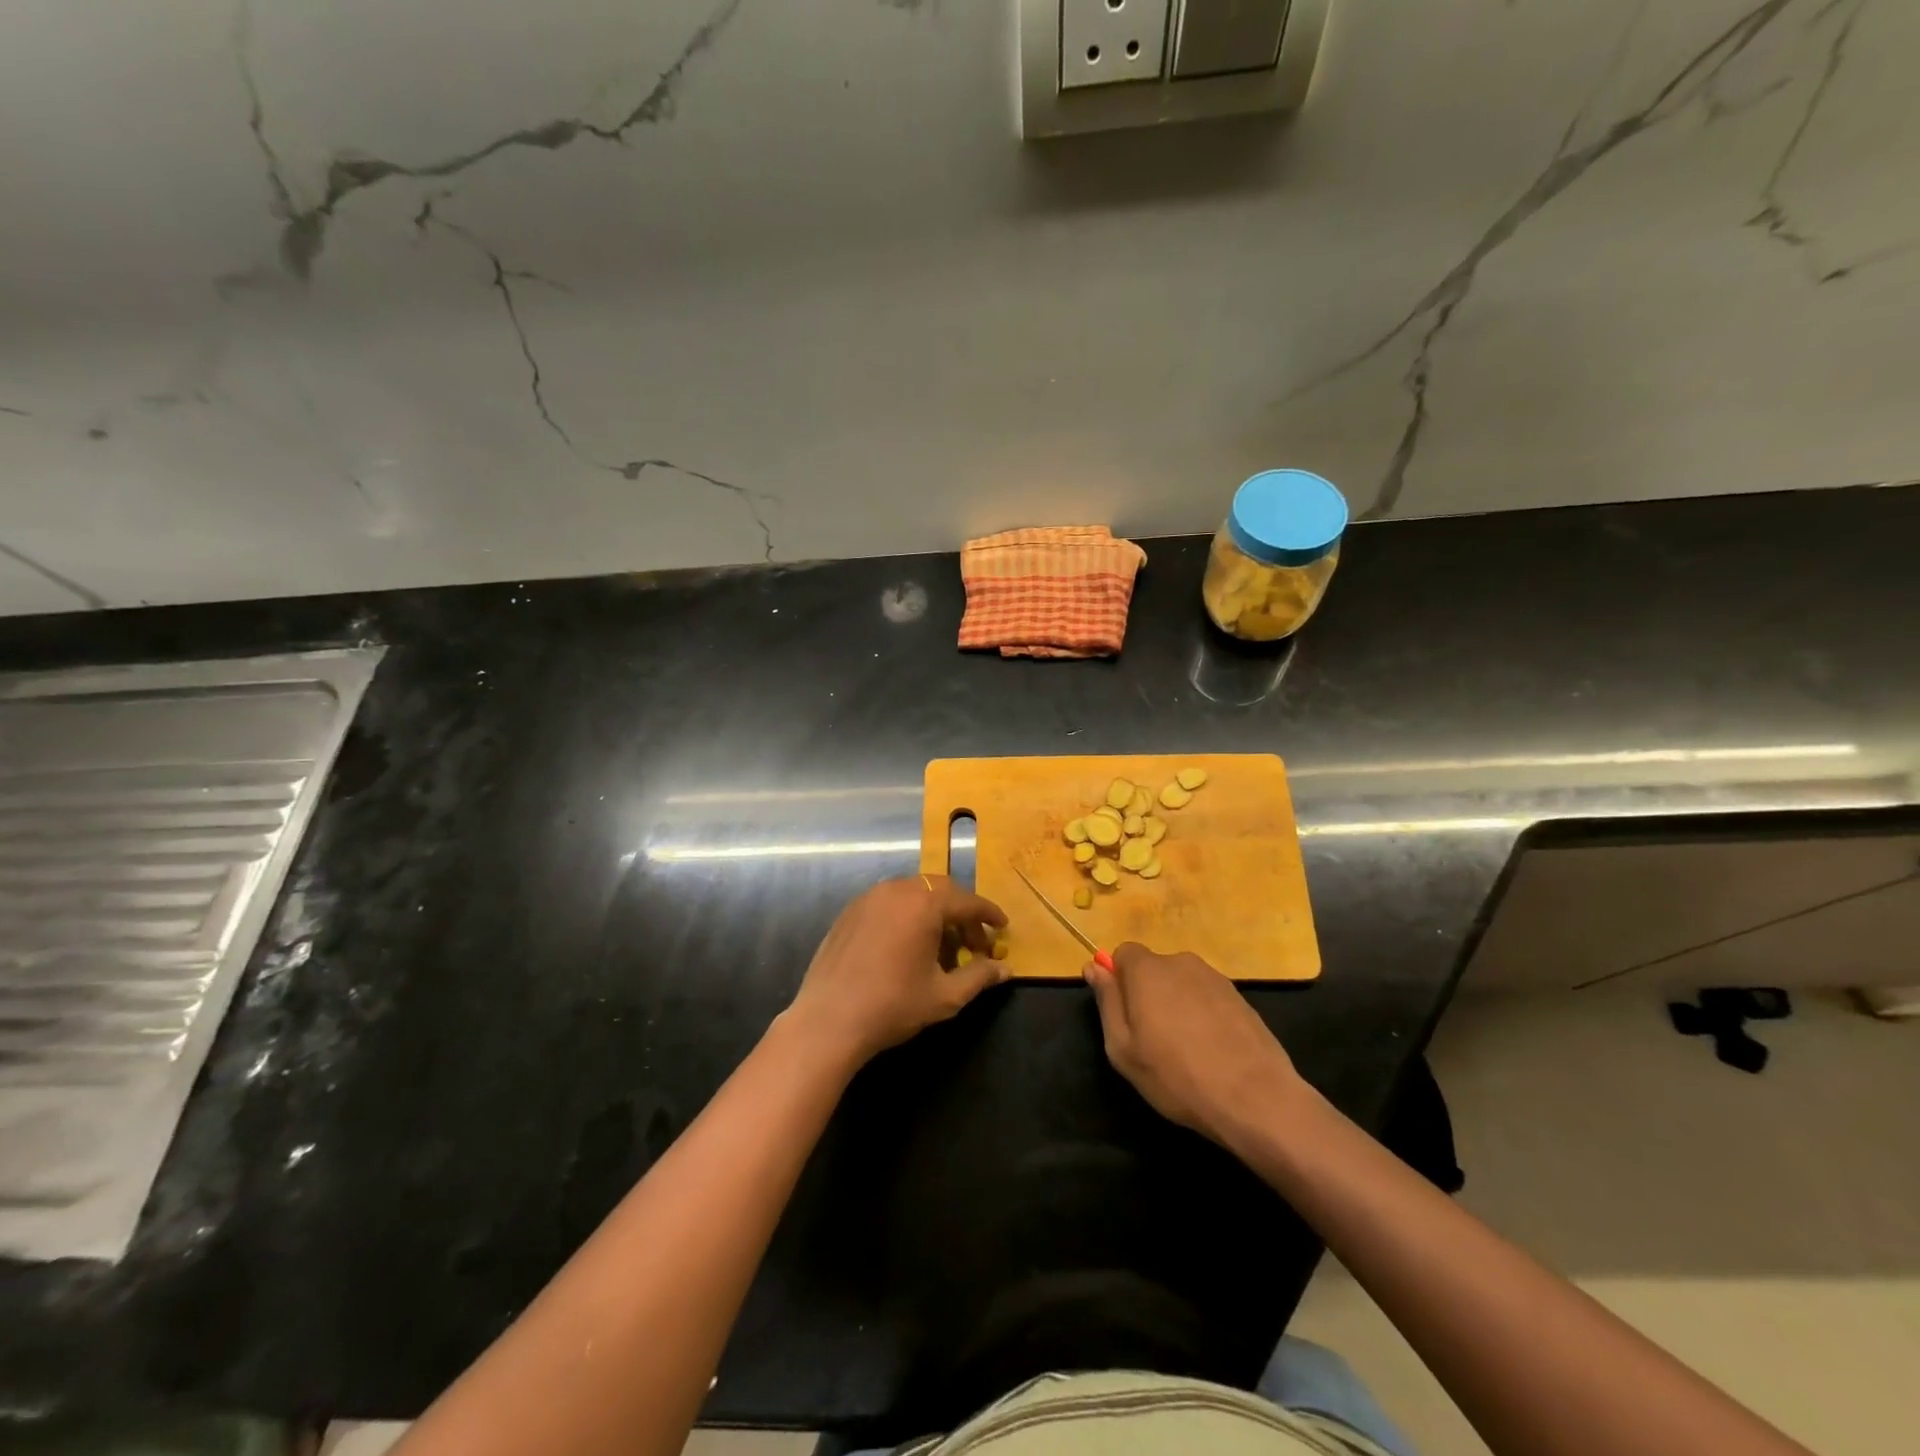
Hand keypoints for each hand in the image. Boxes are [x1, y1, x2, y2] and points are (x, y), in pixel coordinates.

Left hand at [788, 875, 1009, 1065]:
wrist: (828, 1020)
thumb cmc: (893, 1005)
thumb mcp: (945, 995)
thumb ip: (979, 977)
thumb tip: (1006, 970)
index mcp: (924, 904)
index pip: (967, 901)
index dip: (988, 914)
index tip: (1002, 927)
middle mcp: (897, 890)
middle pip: (940, 890)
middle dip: (961, 913)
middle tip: (974, 942)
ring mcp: (869, 898)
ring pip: (913, 894)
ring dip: (934, 913)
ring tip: (941, 947)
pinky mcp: (850, 911)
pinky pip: (889, 903)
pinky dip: (907, 916)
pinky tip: (907, 946)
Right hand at [1085, 943, 1306, 1146]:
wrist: (1255, 1098)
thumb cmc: (1176, 1076)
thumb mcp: (1123, 1048)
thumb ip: (1107, 1001)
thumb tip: (1093, 967)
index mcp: (1148, 969)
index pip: (1123, 953)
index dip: (1119, 980)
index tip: (1123, 1014)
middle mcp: (1181, 962)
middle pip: (1154, 968)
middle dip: (1148, 993)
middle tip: (1152, 1038)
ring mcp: (1215, 978)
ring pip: (1182, 983)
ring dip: (1177, 1004)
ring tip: (1185, 1048)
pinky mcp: (1240, 997)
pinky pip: (1207, 997)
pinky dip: (1203, 1015)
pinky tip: (1211, 1050)